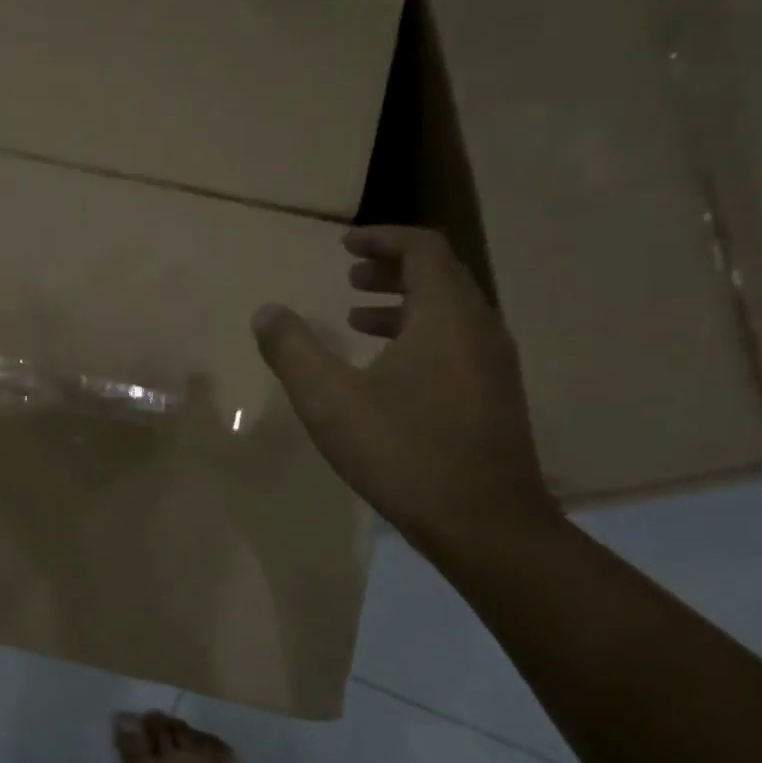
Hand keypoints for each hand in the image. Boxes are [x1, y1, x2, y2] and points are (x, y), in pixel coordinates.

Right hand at [251, 226, 558, 554]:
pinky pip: (457, 343)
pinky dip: (420, 335)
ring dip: (405, 304)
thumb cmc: (404, 451)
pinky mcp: (495, 396)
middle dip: (392, 268)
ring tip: (358, 318)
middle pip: (440, 276)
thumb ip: (293, 350)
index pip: (423, 249)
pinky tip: (387, 371)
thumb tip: (267, 311)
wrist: (485, 524)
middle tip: (350, 277)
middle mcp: (480, 328)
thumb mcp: (330, 400)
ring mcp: (494, 364)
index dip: (382, 238)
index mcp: (446, 316)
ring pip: (450, 312)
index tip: (345, 244)